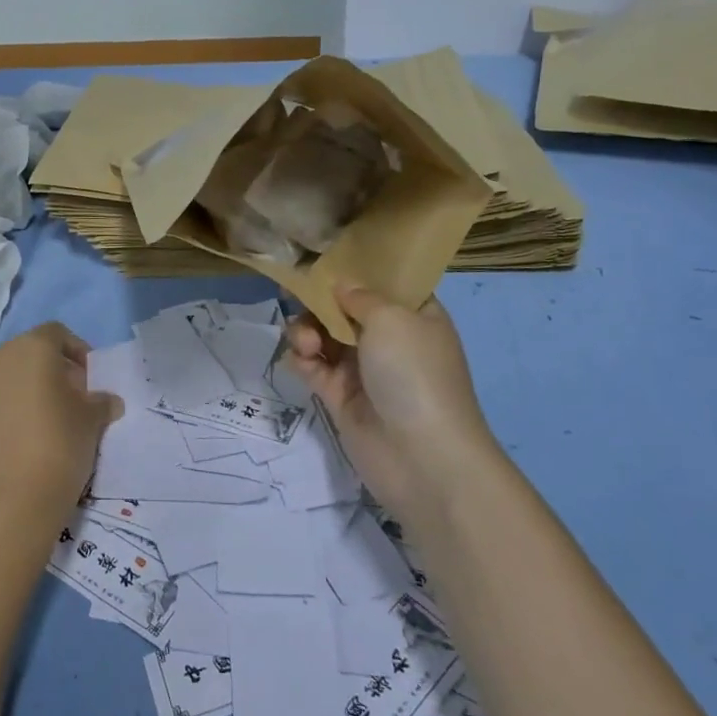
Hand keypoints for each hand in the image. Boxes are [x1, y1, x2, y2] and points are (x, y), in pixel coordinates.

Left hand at [0, 323, 122, 534]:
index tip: (93, 380)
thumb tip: (106, 401)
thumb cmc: (59, 443)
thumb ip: (100, 402)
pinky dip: (22, 407)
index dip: (79, 352)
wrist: (10, 500)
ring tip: (61, 421)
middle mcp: (2, 357)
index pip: (59, 334)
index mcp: (32, 346)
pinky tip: (38, 437)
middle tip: (80, 400)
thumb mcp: (92, 419)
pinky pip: (4, 399)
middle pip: (36, 352)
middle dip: (59, 370)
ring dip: (40, 389)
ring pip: (18, 376)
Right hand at [287, 284, 494, 517]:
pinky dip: (302, 359)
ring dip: (307, 330)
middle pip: (345, 307)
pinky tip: (303, 359)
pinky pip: (313, 366)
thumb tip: (340, 284)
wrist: (422, 458)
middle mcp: (390, 339)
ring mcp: (364, 369)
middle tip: (294, 292)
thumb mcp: (392, 319)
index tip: (322, 257)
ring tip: (307, 343)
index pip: (384, 283)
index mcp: (414, 315)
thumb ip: (359, 296)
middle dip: (320, 300)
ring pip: (324, 335)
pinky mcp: (341, 397)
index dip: (355, 268)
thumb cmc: (414, 374)